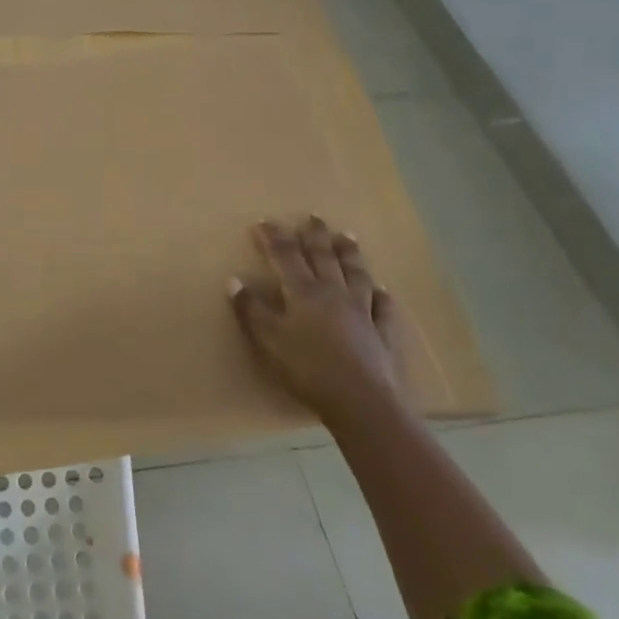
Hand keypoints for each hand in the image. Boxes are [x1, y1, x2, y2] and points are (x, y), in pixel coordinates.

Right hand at [228, 214, 399, 422]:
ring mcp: (363, 311)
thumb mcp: (268, 340)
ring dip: (350, 254)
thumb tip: (234, 280)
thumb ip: (251, 309)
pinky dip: (382, 295)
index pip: (285, 256)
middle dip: (315, 235)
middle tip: (313, 216)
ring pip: (356, 274)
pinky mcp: (383, 333)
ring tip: (347, 236)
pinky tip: (383, 289)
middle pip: (324, 257)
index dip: (274, 237)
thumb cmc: (307, 369)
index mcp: (303, 292)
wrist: (362, 401)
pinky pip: (384, 307)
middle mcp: (334, 293)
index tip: (264, 221)